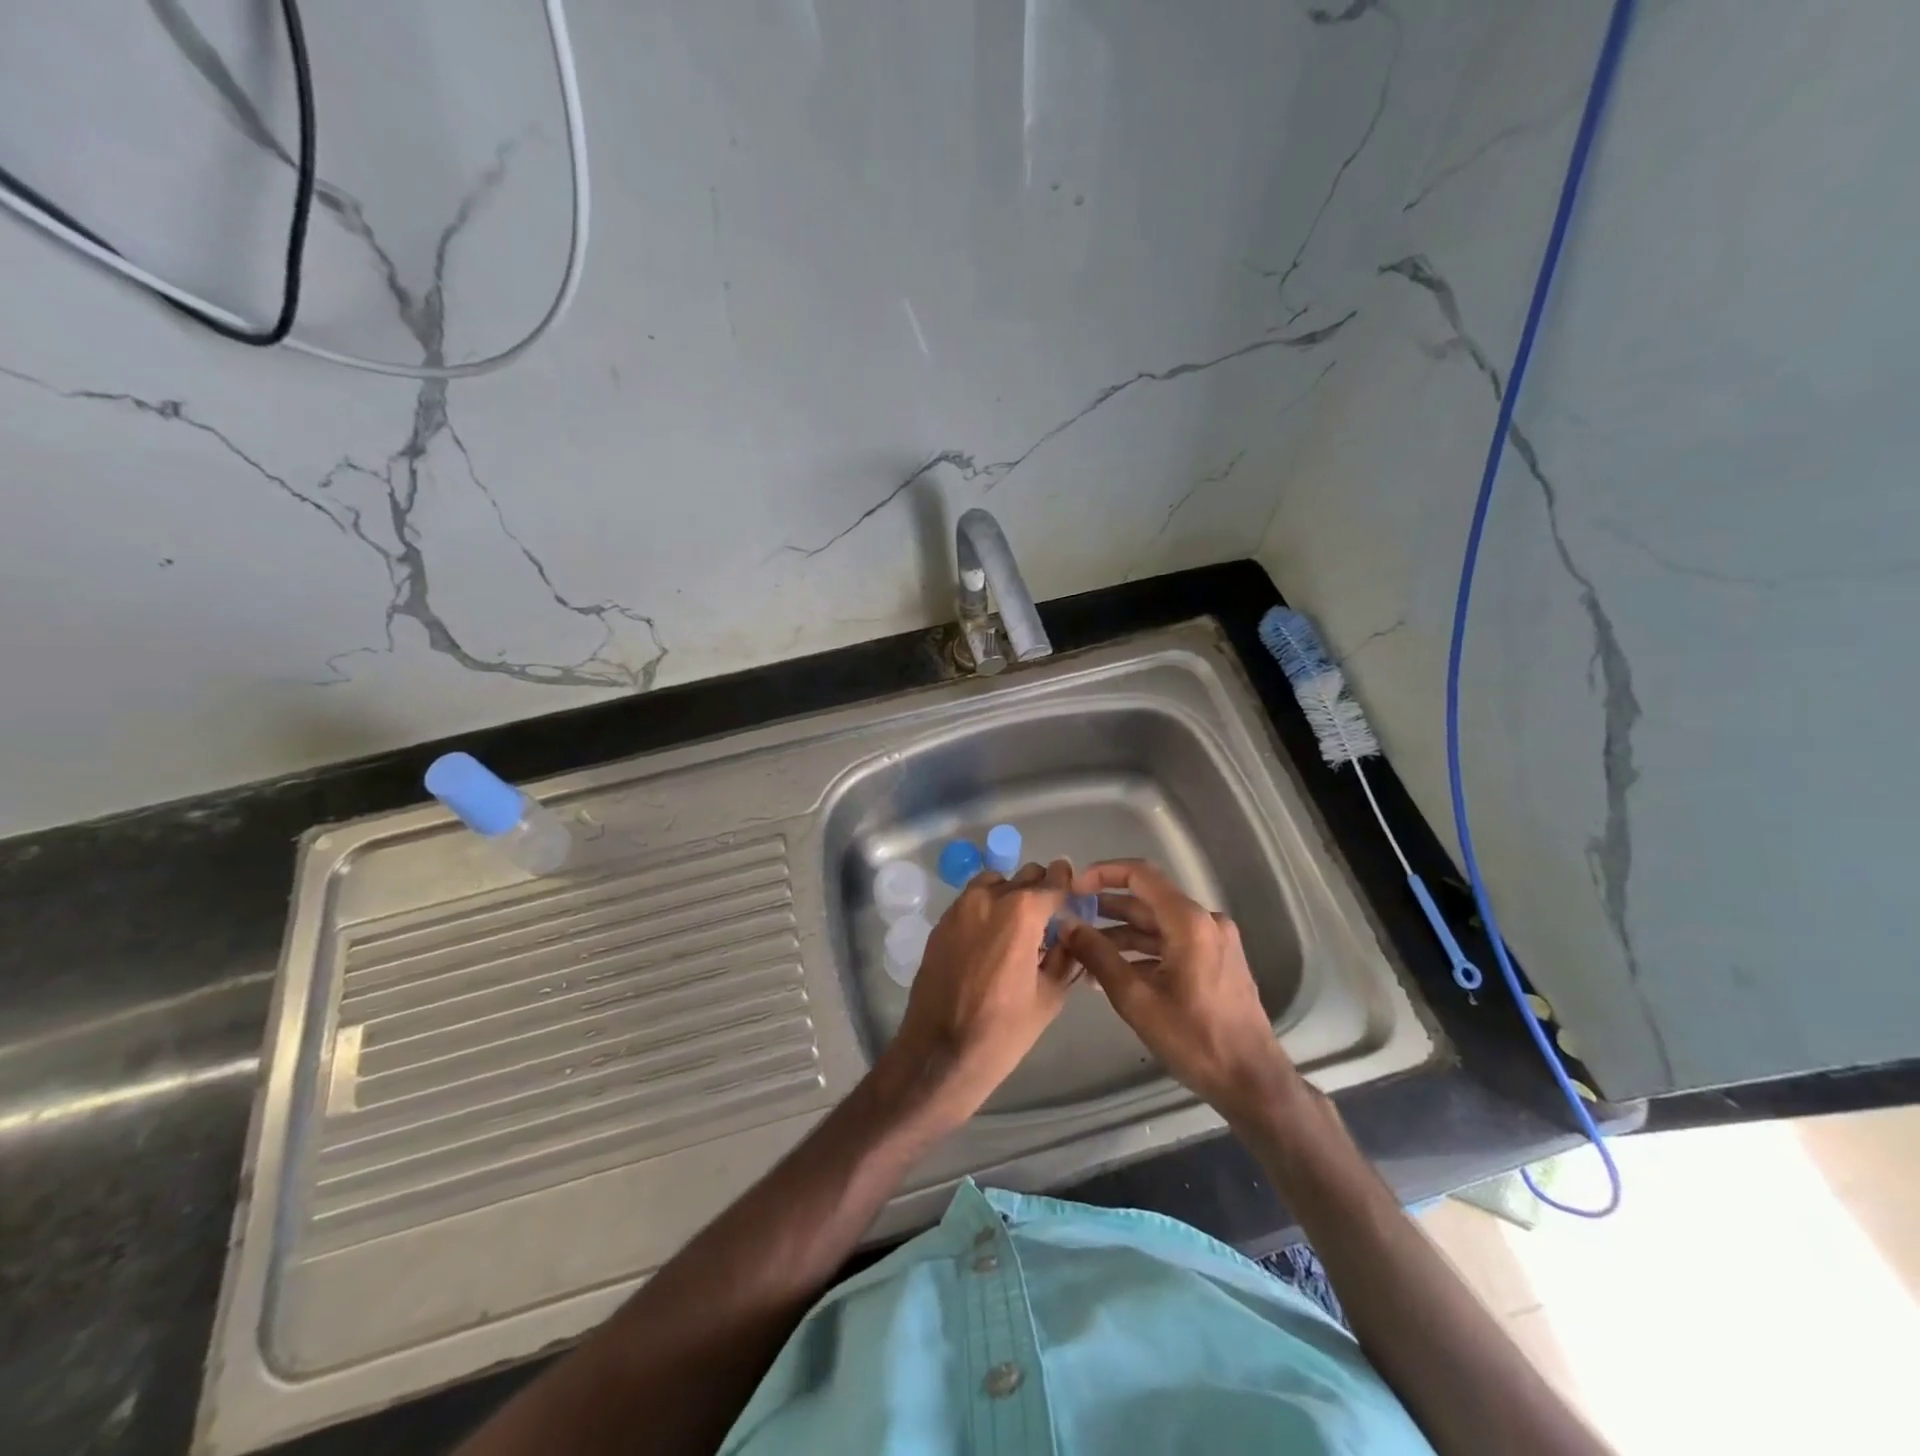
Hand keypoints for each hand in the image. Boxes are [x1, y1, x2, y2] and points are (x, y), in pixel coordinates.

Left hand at [885, 860, 1078, 1124]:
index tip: (1074, 890)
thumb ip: (1065, 957)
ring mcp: (959, 908)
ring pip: (994, 882)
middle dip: (1040, 890)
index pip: (1053, 881)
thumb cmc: (1002, 1031)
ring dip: (1010, 894)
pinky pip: (970, 901)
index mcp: (1022, 912)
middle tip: (1049, 915)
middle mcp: (988, 898)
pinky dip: (986, 907)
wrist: (939, 1053)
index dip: (1067, 883)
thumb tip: (1068, 936)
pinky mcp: (941, 924)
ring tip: (1017, 926)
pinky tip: (991, 938)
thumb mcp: (1049, 996)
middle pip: (1023, 876)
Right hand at [1063, 859, 1296, 1128]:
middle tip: (1069, 921)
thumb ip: (1097, 956)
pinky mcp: (1216, 961)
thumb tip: (1066, 925)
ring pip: (1157, 925)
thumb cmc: (1194, 1039)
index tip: (1073, 889)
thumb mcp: (1136, 999)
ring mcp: (1214, 941)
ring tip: (1083, 952)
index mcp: (1189, 921)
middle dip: (1106, 910)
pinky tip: (1113, 972)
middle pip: (1147, 901)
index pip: (1140, 875)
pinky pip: (1172, 943)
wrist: (1252, 1082)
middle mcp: (1205, 921)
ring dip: (1121, 935)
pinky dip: (1142, 952)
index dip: (1103, 874)